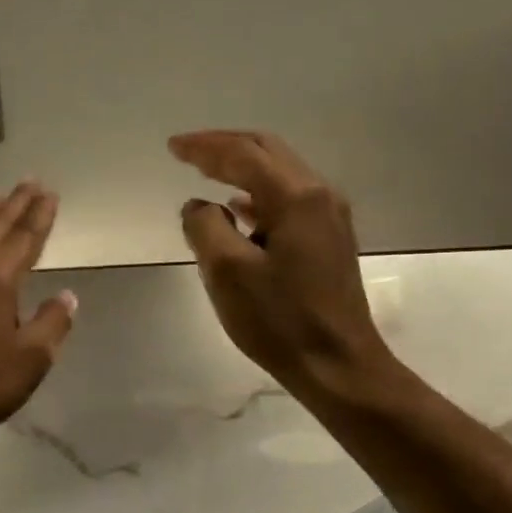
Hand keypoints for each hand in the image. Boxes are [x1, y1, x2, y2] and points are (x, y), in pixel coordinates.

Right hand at [170, 131, 390, 395]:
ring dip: (242, 167)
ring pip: (280, 174)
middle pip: (267, 151)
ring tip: (206, 171)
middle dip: (225, 147)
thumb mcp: (227, 272)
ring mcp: (329, 217)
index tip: (172, 147)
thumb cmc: (280, 320)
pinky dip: (258, 194)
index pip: (243, 154)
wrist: (338, 365)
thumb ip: (204, 227)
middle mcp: (319, 195)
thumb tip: (198, 205)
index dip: (204, 147)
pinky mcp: (330, 239)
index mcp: (296, 196)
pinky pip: (289, 199)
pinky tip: (238, 208)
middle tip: (187, 151)